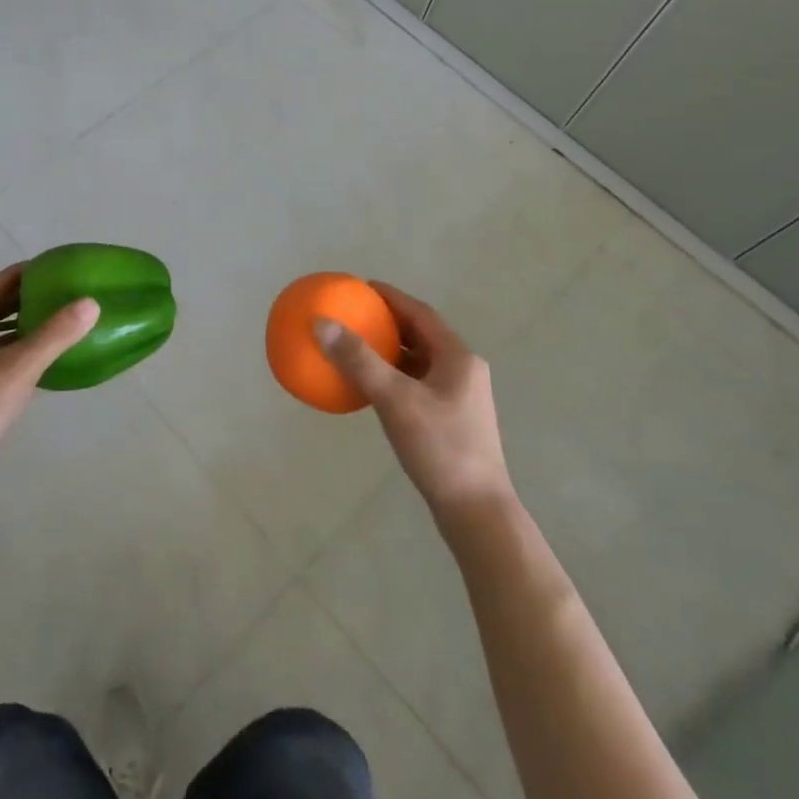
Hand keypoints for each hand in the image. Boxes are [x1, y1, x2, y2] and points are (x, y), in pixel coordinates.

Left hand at [0, 265, 98, 528]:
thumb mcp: (19, 369)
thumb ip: (55, 334)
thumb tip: (90, 303)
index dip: (20, 275)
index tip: (51, 267)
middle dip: (20, 298)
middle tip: (57, 289)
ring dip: (15, 324)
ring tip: (51, 318)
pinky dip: (11, 349)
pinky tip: (36, 358)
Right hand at [316, 283, 515, 527]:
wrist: (476, 511)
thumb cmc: (440, 448)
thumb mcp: (395, 400)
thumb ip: (359, 360)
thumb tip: (321, 323)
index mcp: (458, 357)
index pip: (420, 313)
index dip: (390, 297)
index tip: (361, 287)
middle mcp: (462, 371)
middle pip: (421, 335)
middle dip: (388, 322)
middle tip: (354, 314)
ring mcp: (459, 397)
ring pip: (419, 361)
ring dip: (390, 351)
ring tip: (356, 345)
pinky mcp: (451, 420)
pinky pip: (416, 384)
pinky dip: (393, 377)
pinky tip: (369, 388)